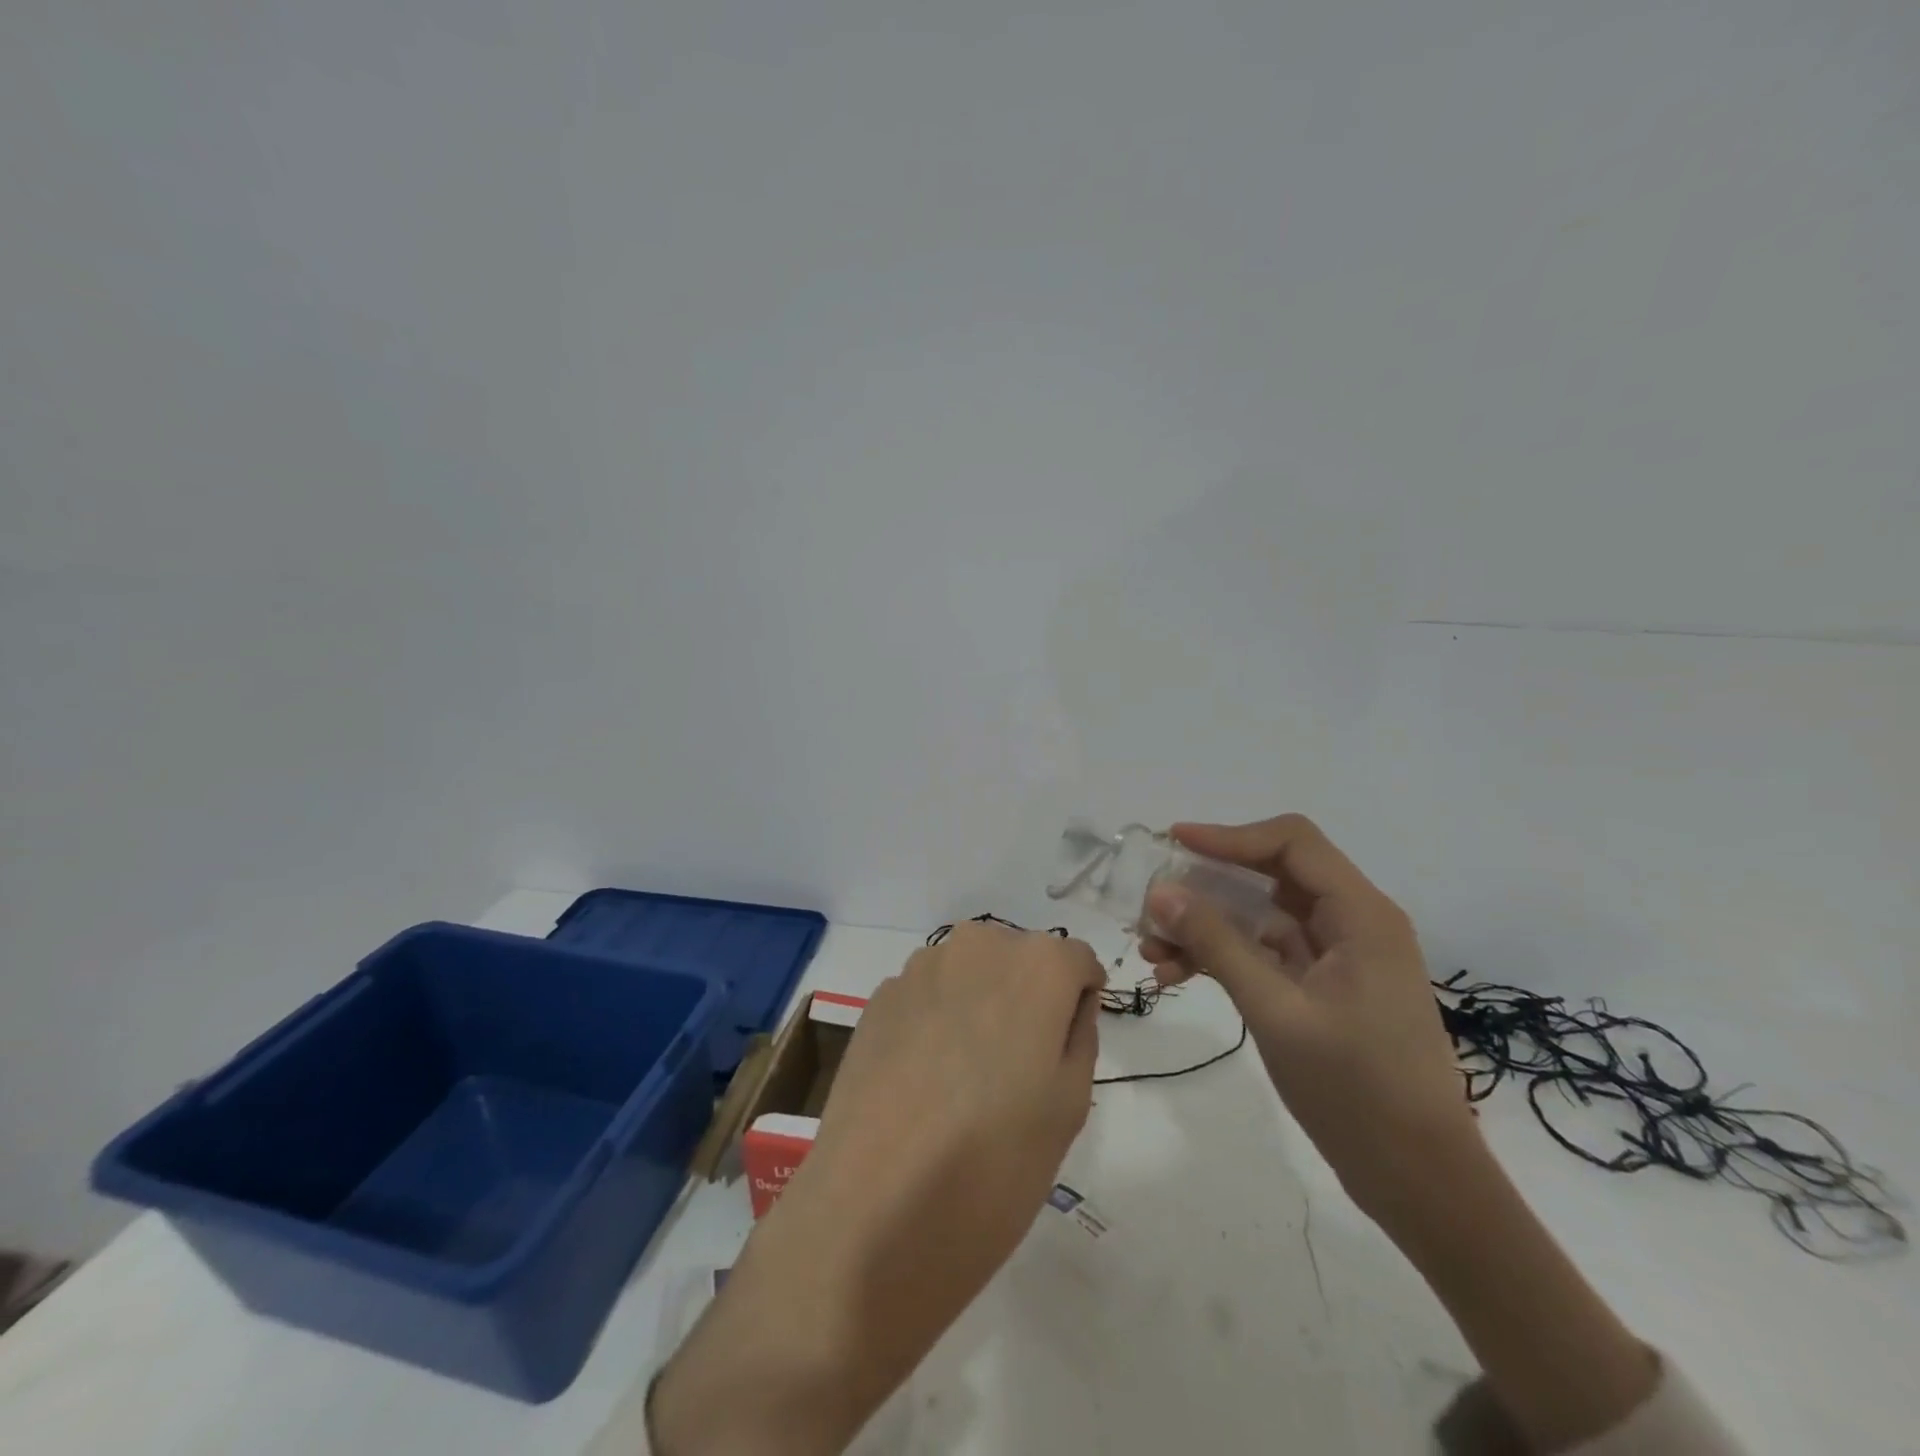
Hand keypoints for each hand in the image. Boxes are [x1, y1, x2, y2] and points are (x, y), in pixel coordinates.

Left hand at [650, 922, 1103, 1455]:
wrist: (871, 1213)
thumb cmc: (993, 1166)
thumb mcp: (1070, 1106)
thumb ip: (1079, 1035)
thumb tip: (1068, 1005)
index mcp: (1036, 965)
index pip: (1076, 961)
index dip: (1078, 1001)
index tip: (1065, 1048)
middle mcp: (977, 945)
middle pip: (1020, 958)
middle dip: (1028, 996)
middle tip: (1018, 1069)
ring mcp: (920, 967)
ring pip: (971, 972)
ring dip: (979, 1005)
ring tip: (965, 1079)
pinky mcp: (878, 997)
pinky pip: (928, 994)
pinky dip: (936, 1020)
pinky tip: (922, 1081)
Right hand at [1143, 817, 1661, 1450]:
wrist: (1420, 1182)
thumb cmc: (1358, 1091)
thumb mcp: (1276, 1011)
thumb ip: (1217, 944)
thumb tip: (1161, 891)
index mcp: (1360, 915)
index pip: (1290, 843)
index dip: (1229, 835)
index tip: (1173, 842)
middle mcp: (1352, 922)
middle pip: (1270, 874)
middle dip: (1207, 884)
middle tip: (1153, 899)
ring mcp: (1337, 957)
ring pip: (1260, 915)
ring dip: (1206, 925)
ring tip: (1152, 948)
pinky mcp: (1322, 988)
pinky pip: (1264, 952)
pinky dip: (1222, 956)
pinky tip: (1177, 975)